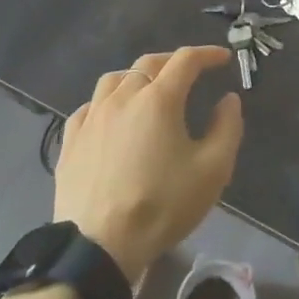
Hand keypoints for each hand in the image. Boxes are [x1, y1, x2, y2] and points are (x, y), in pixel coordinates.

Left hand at [54, 47, 243, 282]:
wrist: (99, 245)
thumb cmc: (162, 205)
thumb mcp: (212, 170)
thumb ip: (227, 128)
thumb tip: (228, 100)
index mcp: (158, 99)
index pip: (186, 61)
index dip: (207, 54)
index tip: (223, 59)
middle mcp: (122, 97)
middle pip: (148, 63)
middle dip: (173, 61)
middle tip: (190, 72)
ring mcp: (91, 117)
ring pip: (114, 80)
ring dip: (137, 76)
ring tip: (149, 90)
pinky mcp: (70, 141)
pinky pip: (89, 107)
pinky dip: (107, 102)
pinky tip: (111, 118)